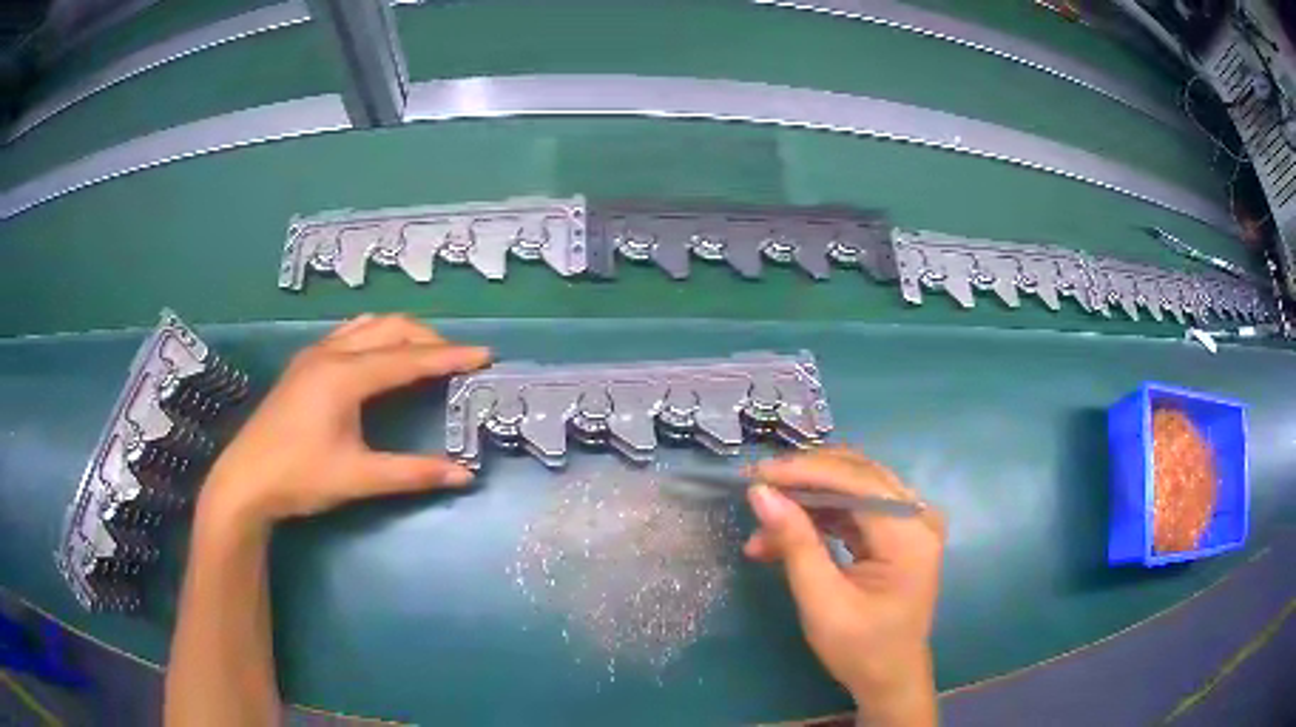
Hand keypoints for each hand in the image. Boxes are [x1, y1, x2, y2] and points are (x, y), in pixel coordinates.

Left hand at [198, 314, 491, 530]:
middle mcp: (330, 354)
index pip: (407, 359)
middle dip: (428, 339)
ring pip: (367, 326)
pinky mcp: (303, 365)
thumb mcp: (358, 477)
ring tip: (425, 354)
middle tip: (457, 360)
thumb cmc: (299, 477)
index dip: (448, 357)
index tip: (483, 354)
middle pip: (390, 329)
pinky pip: (349, 334)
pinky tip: (379, 357)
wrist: (245, 480)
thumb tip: (464, 476)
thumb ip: (411, 473)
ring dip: (401, 334)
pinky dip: (376, 336)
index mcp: (344, 376)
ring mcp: (313, 355)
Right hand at [745, 448, 943, 726]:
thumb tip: (760, 493)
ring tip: (763, 528)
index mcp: (909, 534)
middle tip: (756, 491)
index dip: (804, 472)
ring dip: (807, 501)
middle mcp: (917, 516)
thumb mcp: (821, 601)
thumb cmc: (859, 649)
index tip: (756, 475)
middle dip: (803, 481)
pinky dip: (819, 517)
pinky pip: (855, 508)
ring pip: (853, 487)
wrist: (890, 678)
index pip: (856, 481)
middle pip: (857, 475)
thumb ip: (795, 543)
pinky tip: (785, 535)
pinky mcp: (898, 532)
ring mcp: (911, 522)